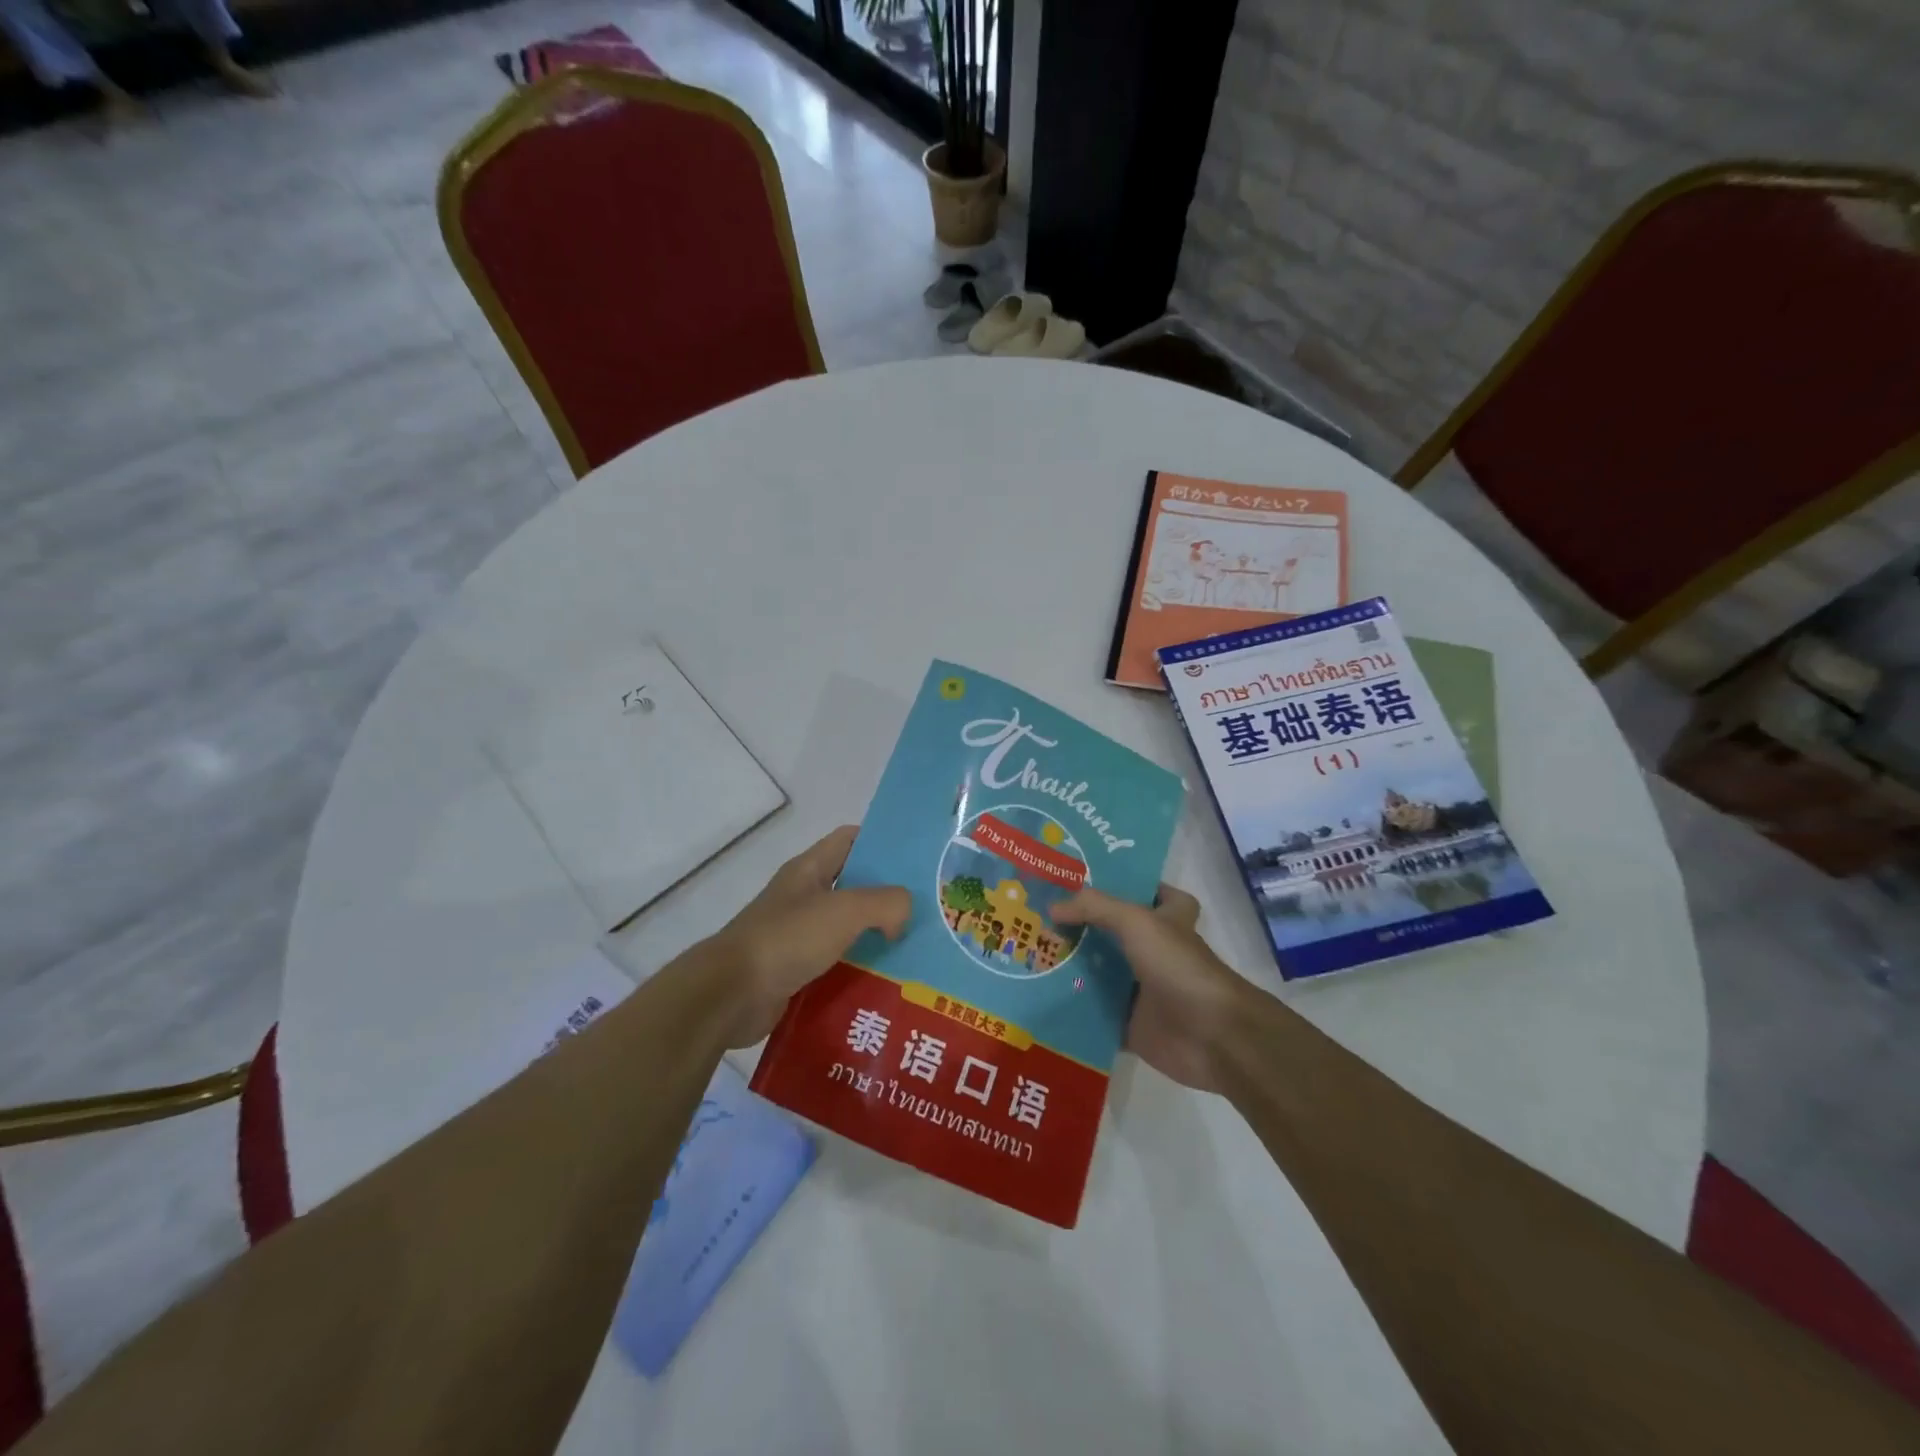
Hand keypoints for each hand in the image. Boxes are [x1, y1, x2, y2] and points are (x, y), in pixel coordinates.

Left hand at [703, 825, 909, 1046]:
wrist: (731, 995)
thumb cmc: (787, 939)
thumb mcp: (845, 910)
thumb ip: (886, 903)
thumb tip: (901, 917)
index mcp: (809, 870)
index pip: (850, 839)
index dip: (882, 842)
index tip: (916, 859)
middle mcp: (803, 897)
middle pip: (854, 886)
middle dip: (888, 897)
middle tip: (927, 910)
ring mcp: (797, 935)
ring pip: (847, 929)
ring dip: (876, 939)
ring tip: (915, 951)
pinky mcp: (795, 971)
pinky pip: (836, 964)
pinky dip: (858, 972)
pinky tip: (886, 985)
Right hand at [1052, 884, 1254, 1092]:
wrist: (1211, 1036)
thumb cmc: (1179, 966)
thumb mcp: (1137, 921)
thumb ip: (1094, 908)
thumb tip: (1053, 908)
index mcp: (1168, 919)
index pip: (1152, 892)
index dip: (1127, 884)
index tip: (1087, 879)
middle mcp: (1155, 950)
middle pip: (1113, 933)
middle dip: (1080, 926)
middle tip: (1037, 914)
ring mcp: (1142, 989)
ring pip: (1100, 973)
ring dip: (1070, 967)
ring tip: (1027, 952)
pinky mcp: (1129, 1024)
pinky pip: (1093, 1013)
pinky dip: (1071, 1008)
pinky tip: (1038, 996)